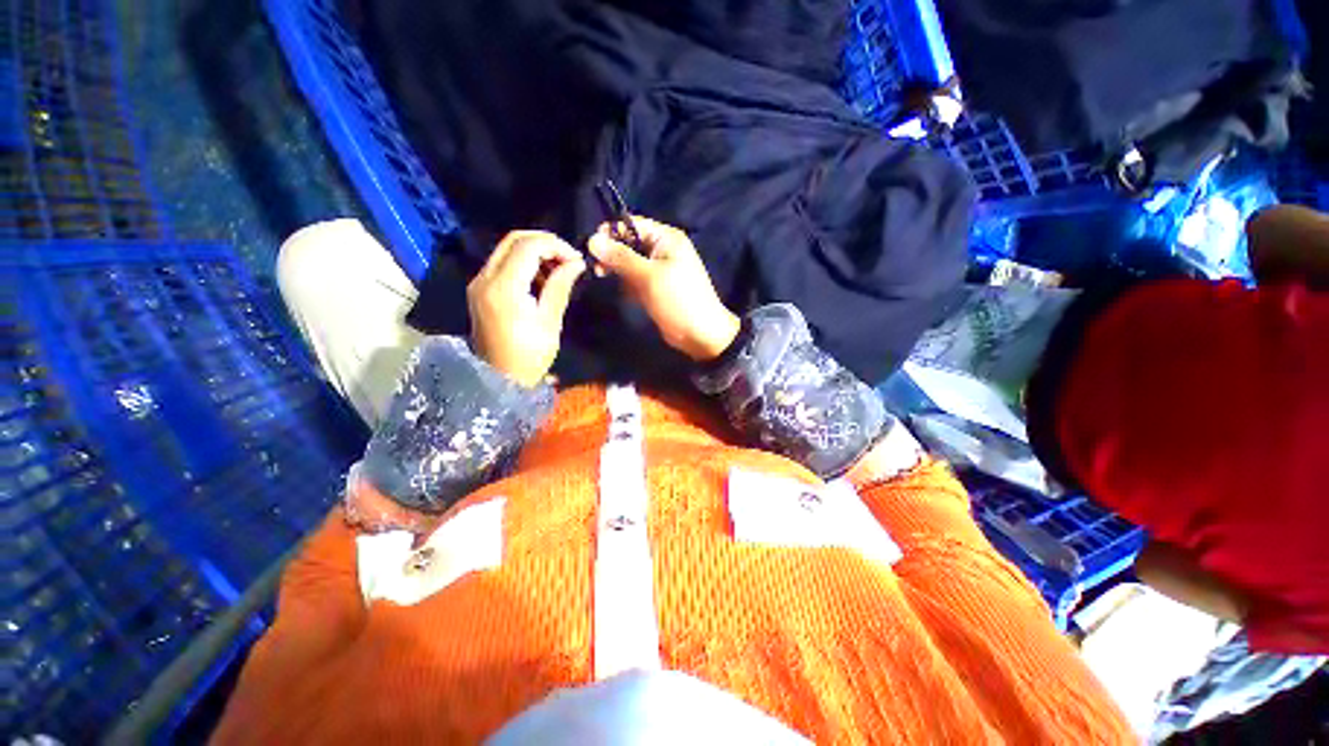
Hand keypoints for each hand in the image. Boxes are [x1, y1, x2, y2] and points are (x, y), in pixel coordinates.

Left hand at [468, 231, 585, 386]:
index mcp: (503, 288)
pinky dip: (524, 262)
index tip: (577, 260)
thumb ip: (560, 287)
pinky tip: (541, 279)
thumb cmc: (529, 357)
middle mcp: (484, 278)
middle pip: (514, 239)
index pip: (528, 246)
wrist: (498, 380)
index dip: (556, 246)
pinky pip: (502, 262)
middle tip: (569, 260)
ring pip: (507, 248)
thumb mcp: (550, 322)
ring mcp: (478, 282)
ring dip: (535, 251)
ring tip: (559, 271)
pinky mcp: (479, 289)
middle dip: (546, 243)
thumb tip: (576, 263)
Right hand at [588, 216, 740, 360]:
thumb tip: (592, 240)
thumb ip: (620, 257)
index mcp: (666, 238)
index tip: (591, 248)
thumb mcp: (648, 276)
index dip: (611, 233)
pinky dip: (627, 284)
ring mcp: (659, 270)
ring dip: (618, 271)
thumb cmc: (678, 300)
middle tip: (598, 270)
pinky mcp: (656, 287)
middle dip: (612, 254)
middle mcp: (662, 249)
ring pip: (630, 263)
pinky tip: (623, 293)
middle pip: (629, 243)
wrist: (700, 334)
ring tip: (605, 279)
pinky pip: (635, 279)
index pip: (632, 224)